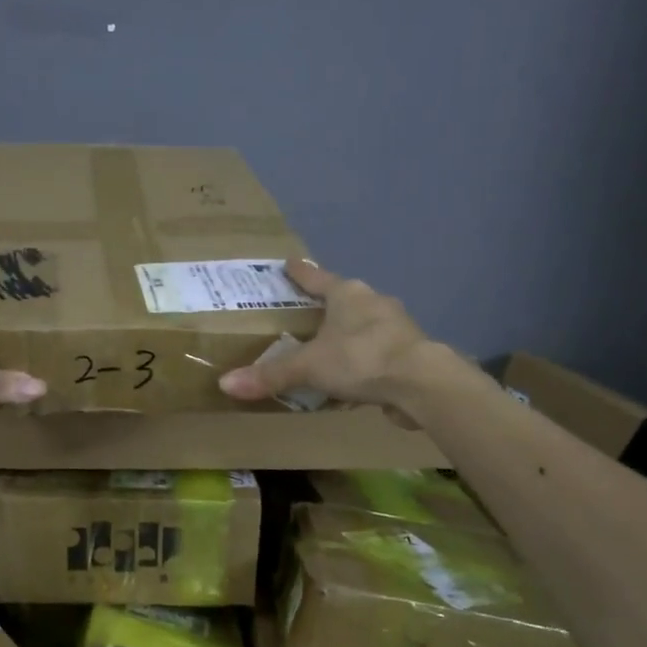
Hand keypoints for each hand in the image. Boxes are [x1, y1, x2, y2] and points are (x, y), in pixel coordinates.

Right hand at [217, 258, 447, 407]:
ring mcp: (396, 327)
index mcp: (348, 294)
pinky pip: (377, 352)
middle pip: (345, 300)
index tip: (289, 263)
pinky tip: (353, 377)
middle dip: (327, 307)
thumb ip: (270, 375)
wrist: (421, 384)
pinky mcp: (409, 354)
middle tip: (306, 315)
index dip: (301, 273)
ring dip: (348, 335)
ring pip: (364, 326)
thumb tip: (225, 384)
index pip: (318, 278)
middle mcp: (374, 303)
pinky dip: (363, 361)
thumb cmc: (360, 359)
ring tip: (327, 349)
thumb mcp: (308, 366)